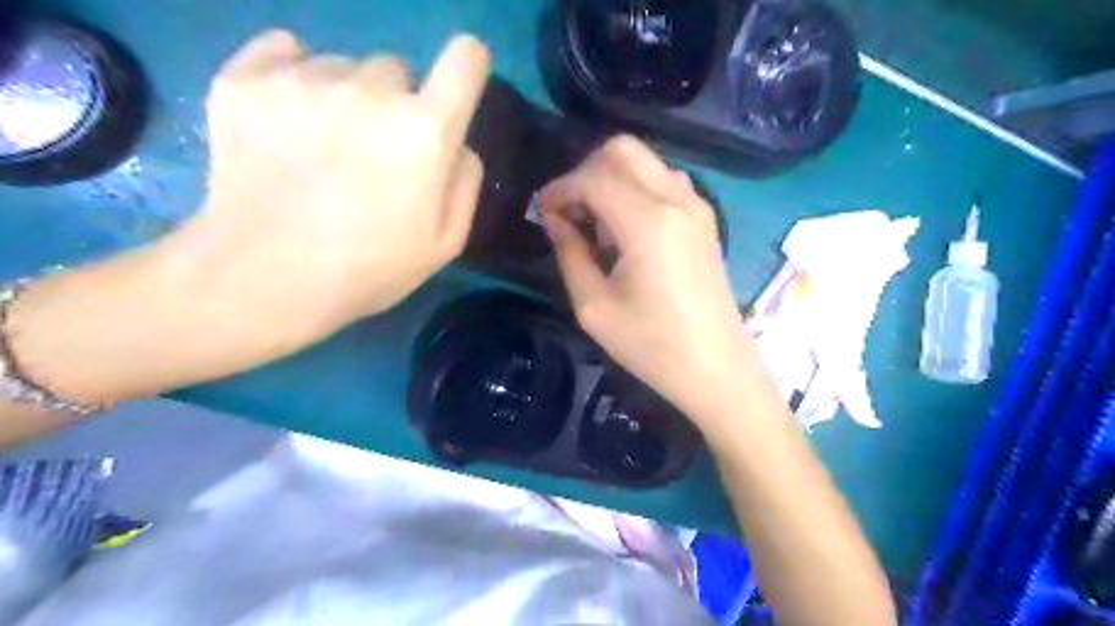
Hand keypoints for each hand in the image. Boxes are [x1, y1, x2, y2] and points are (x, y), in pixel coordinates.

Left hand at [176, 27, 489, 334]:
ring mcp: (303, 80)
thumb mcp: (445, 244)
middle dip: (395, 104)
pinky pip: (285, 52)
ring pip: (341, 66)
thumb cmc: (368, 269)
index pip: (465, 57)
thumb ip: (465, 183)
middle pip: (397, 69)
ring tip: (320, 149)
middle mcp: (370, 89)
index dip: (466, 68)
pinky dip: (292, 77)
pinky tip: (285, 122)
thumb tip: (459, 145)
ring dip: (343, 97)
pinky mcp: (245, 80)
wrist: (262, 278)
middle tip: (373, 152)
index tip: (454, 91)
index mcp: (425, 130)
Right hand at [538, 134, 758, 423]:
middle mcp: (676, 200)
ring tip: (595, 224)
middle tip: (568, 211)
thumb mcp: (594, 307)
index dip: (560, 188)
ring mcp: (696, 206)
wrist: (716, 368)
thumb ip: (569, 253)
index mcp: (647, 222)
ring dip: (611, 179)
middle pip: (622, 150)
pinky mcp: (704, 219)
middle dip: (585, 171)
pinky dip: (635, 189)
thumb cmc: (652, 345)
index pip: (593, 177)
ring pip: (645, 161)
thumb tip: (555, 219)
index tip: (542, 212)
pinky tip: (625, 230)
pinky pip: (664, 181)